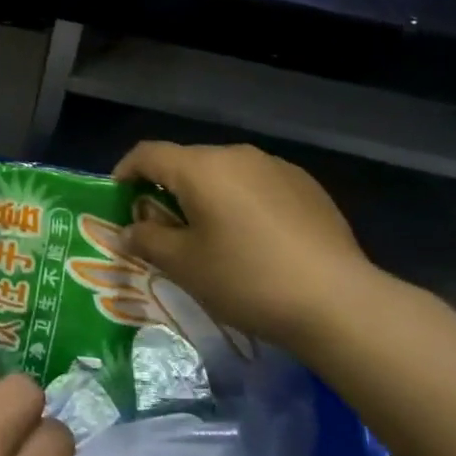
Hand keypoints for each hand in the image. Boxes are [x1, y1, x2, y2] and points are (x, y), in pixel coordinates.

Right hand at [114, 141, 382, 350]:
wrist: (337, 301)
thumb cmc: (247, 279)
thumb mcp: (185, 266)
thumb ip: (148, 240)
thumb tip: (129, 230)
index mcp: (201, 167)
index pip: (149, 154)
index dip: (125, 171)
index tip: (117, 196)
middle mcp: (238, 155)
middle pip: (188, 162)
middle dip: (167, 188)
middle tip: (161, 226)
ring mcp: (277, 167)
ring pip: (225, 173)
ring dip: (206, 195)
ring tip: (208, 234)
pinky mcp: (307, 186)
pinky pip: (258, 184)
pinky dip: (241, 202)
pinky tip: (252, 239)